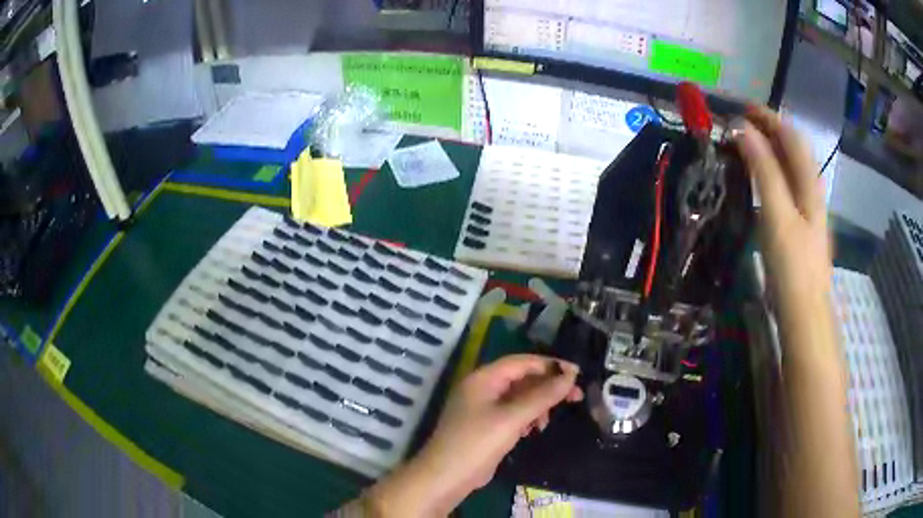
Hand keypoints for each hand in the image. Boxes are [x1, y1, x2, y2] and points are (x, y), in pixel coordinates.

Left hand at [365, 355, 582, 516]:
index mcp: (484, 378)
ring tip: (547, 421)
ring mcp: (483, 408)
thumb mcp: (512, 417)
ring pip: (519, 397)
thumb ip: (542, 396)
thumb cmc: (477, 442)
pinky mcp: (486, 426)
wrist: (447, 477)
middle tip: (576, 397)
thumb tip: (571, 375)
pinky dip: (527, 417)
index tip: (577, 373)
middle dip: (548, 387)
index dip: (550, 365)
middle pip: (522, 379)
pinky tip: (534, 429)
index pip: (522, 362)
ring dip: (538, 405)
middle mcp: (482, 388)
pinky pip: (513, 413)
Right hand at [734, 106, 832, 319]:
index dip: (768, 116)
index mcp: (809, 183)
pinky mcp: (799, 225)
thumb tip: (742, 129)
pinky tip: (757, 179)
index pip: (791, 135)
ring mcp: (807, 209)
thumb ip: (764, 170)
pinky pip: (785, 185)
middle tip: (737, 124)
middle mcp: (811, 190)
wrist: (804, 313)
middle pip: (792, 148)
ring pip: (789, 166)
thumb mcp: (778, 215)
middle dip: (767, 129)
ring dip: (767, 149)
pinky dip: (769, 171)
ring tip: (743, 145)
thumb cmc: (793, 266)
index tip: (740, 107)